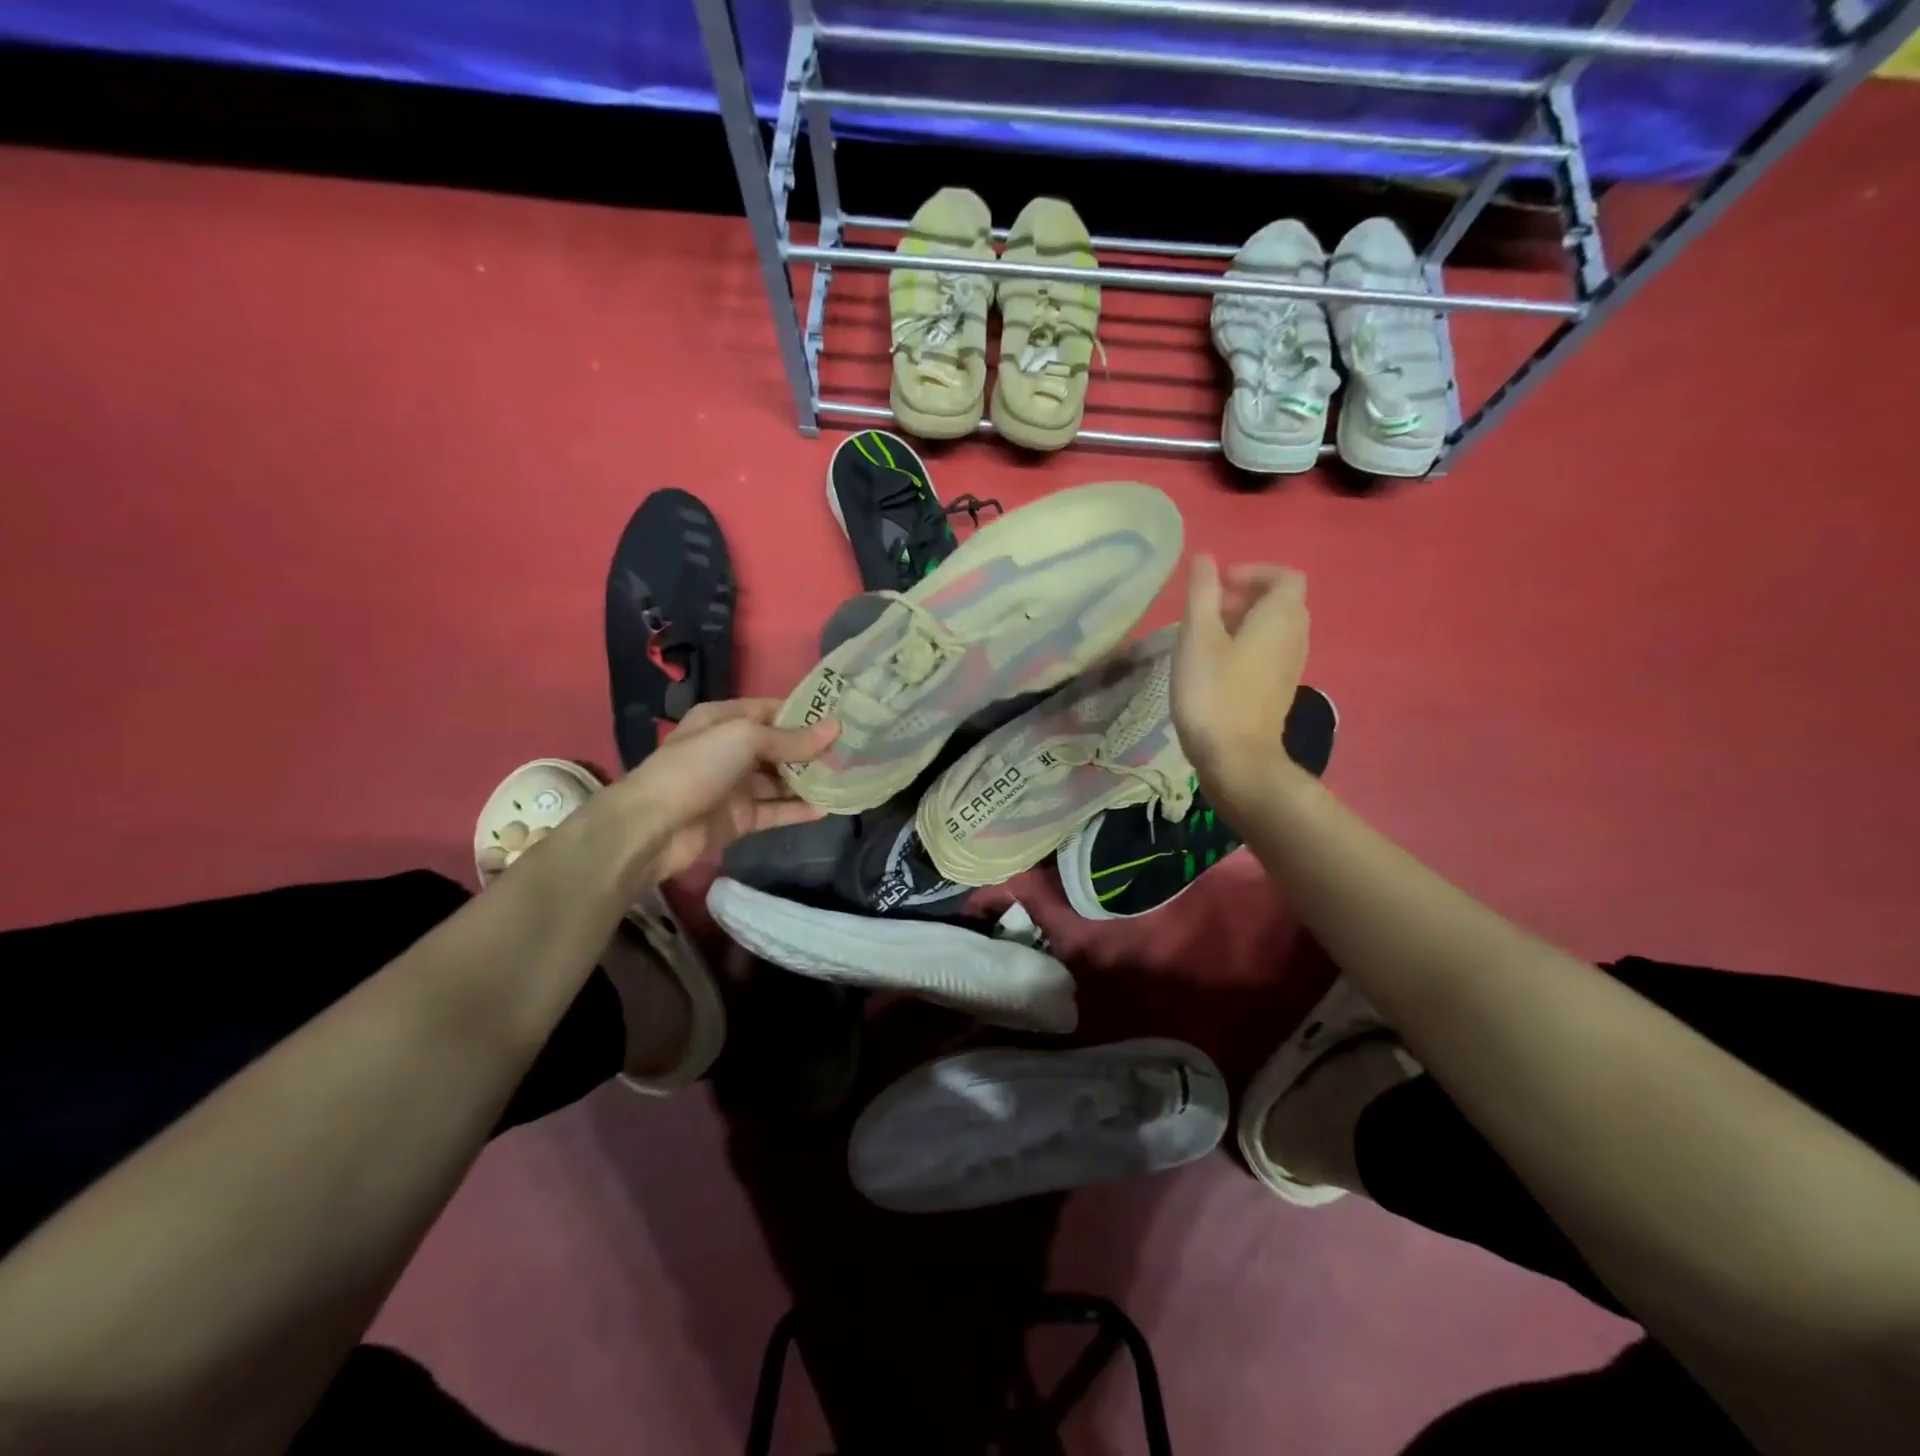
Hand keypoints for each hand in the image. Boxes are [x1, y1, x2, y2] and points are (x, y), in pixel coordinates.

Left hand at [598, 698, 838, 888]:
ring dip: (810, 780)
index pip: (772, 710)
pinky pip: (776, 810)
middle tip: (853, 751)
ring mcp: (735, 786)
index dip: (805, 714)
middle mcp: (730, 749)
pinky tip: (829, 807)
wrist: (653, 828)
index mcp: (724, 719)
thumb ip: (791, 739)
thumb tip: (835, 729)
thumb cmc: (696, 767)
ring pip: (780, 780)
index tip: (843, 718)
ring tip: (848, 778)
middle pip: (779, 746)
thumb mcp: (744, 739)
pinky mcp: (740, 819)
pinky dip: (799, 809)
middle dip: (812, 749)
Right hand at [1172, 557, 1309, 797]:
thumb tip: (1205, 558)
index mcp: (1281, 617)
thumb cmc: (1213, 692)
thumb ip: (1202, 593)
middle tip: (1207, 609)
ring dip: (1244, 621)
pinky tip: (1215, 665)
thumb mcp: (1198, 637)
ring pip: (1275, 628)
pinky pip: (1270, 651)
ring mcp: (1291, 666)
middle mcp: (1296, 636)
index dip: (1252, 572)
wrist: (1236, 758)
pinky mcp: (1279, 689)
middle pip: (1281, 601)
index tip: (1218, 585)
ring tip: (1206, 636)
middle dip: (1245, 595)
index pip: (1284, 576)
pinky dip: (1247, 645)